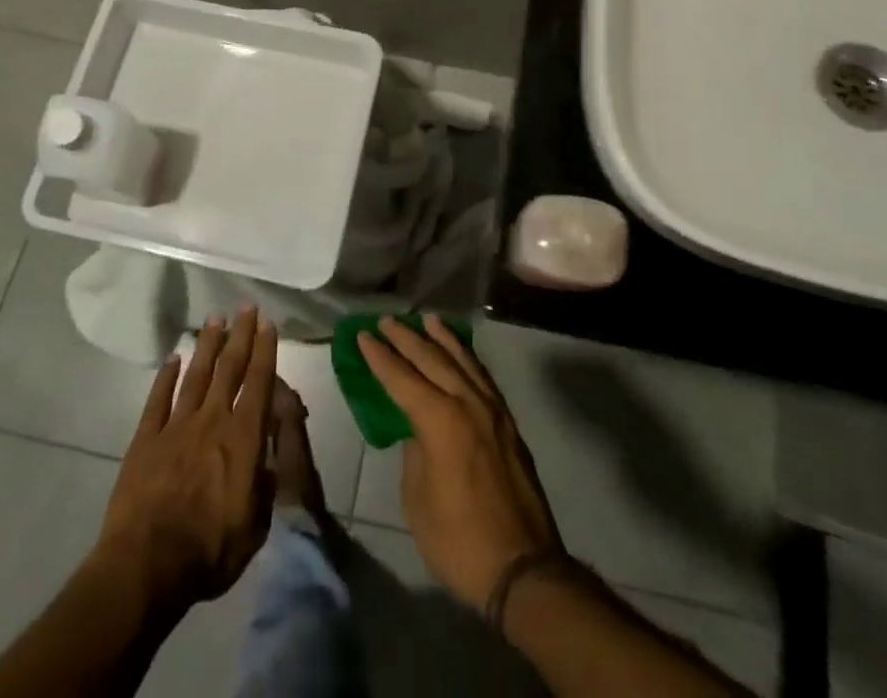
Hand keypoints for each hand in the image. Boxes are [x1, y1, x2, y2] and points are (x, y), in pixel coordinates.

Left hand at [96, 308, 278, 609]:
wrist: (146, 567)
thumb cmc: (209, 551)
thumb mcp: (256, 524)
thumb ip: (267, 480)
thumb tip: (272, 450)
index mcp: (244, 438)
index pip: (258, 383)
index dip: (265, 351)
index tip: (268, 324)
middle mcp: (213, 421)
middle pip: (229, 368)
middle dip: (240, 335)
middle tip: (246, 307)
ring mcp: (176, 426)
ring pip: (196, 375)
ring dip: (207, 345)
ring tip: (215, 319)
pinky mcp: (146, 440)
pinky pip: (158, 400)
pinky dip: (166, 377)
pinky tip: (172, 359)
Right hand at [359, 315, 560, 610]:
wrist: (523, 568)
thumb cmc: (459, 540)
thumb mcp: (418, 502)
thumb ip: (414, 454)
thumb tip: (417, 429)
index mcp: (440, 421)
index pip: (403, 378)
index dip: (380, 357)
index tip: (363, 335)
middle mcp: (467, 403)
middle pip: (432, 359)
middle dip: (406, 338)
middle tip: (386, 320)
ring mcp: (493, 410)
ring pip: (463, 360)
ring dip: (441, 339)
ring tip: (426, 319)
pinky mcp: (508, 422)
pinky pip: (482, 376)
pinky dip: (467, 357)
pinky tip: (460, 352)